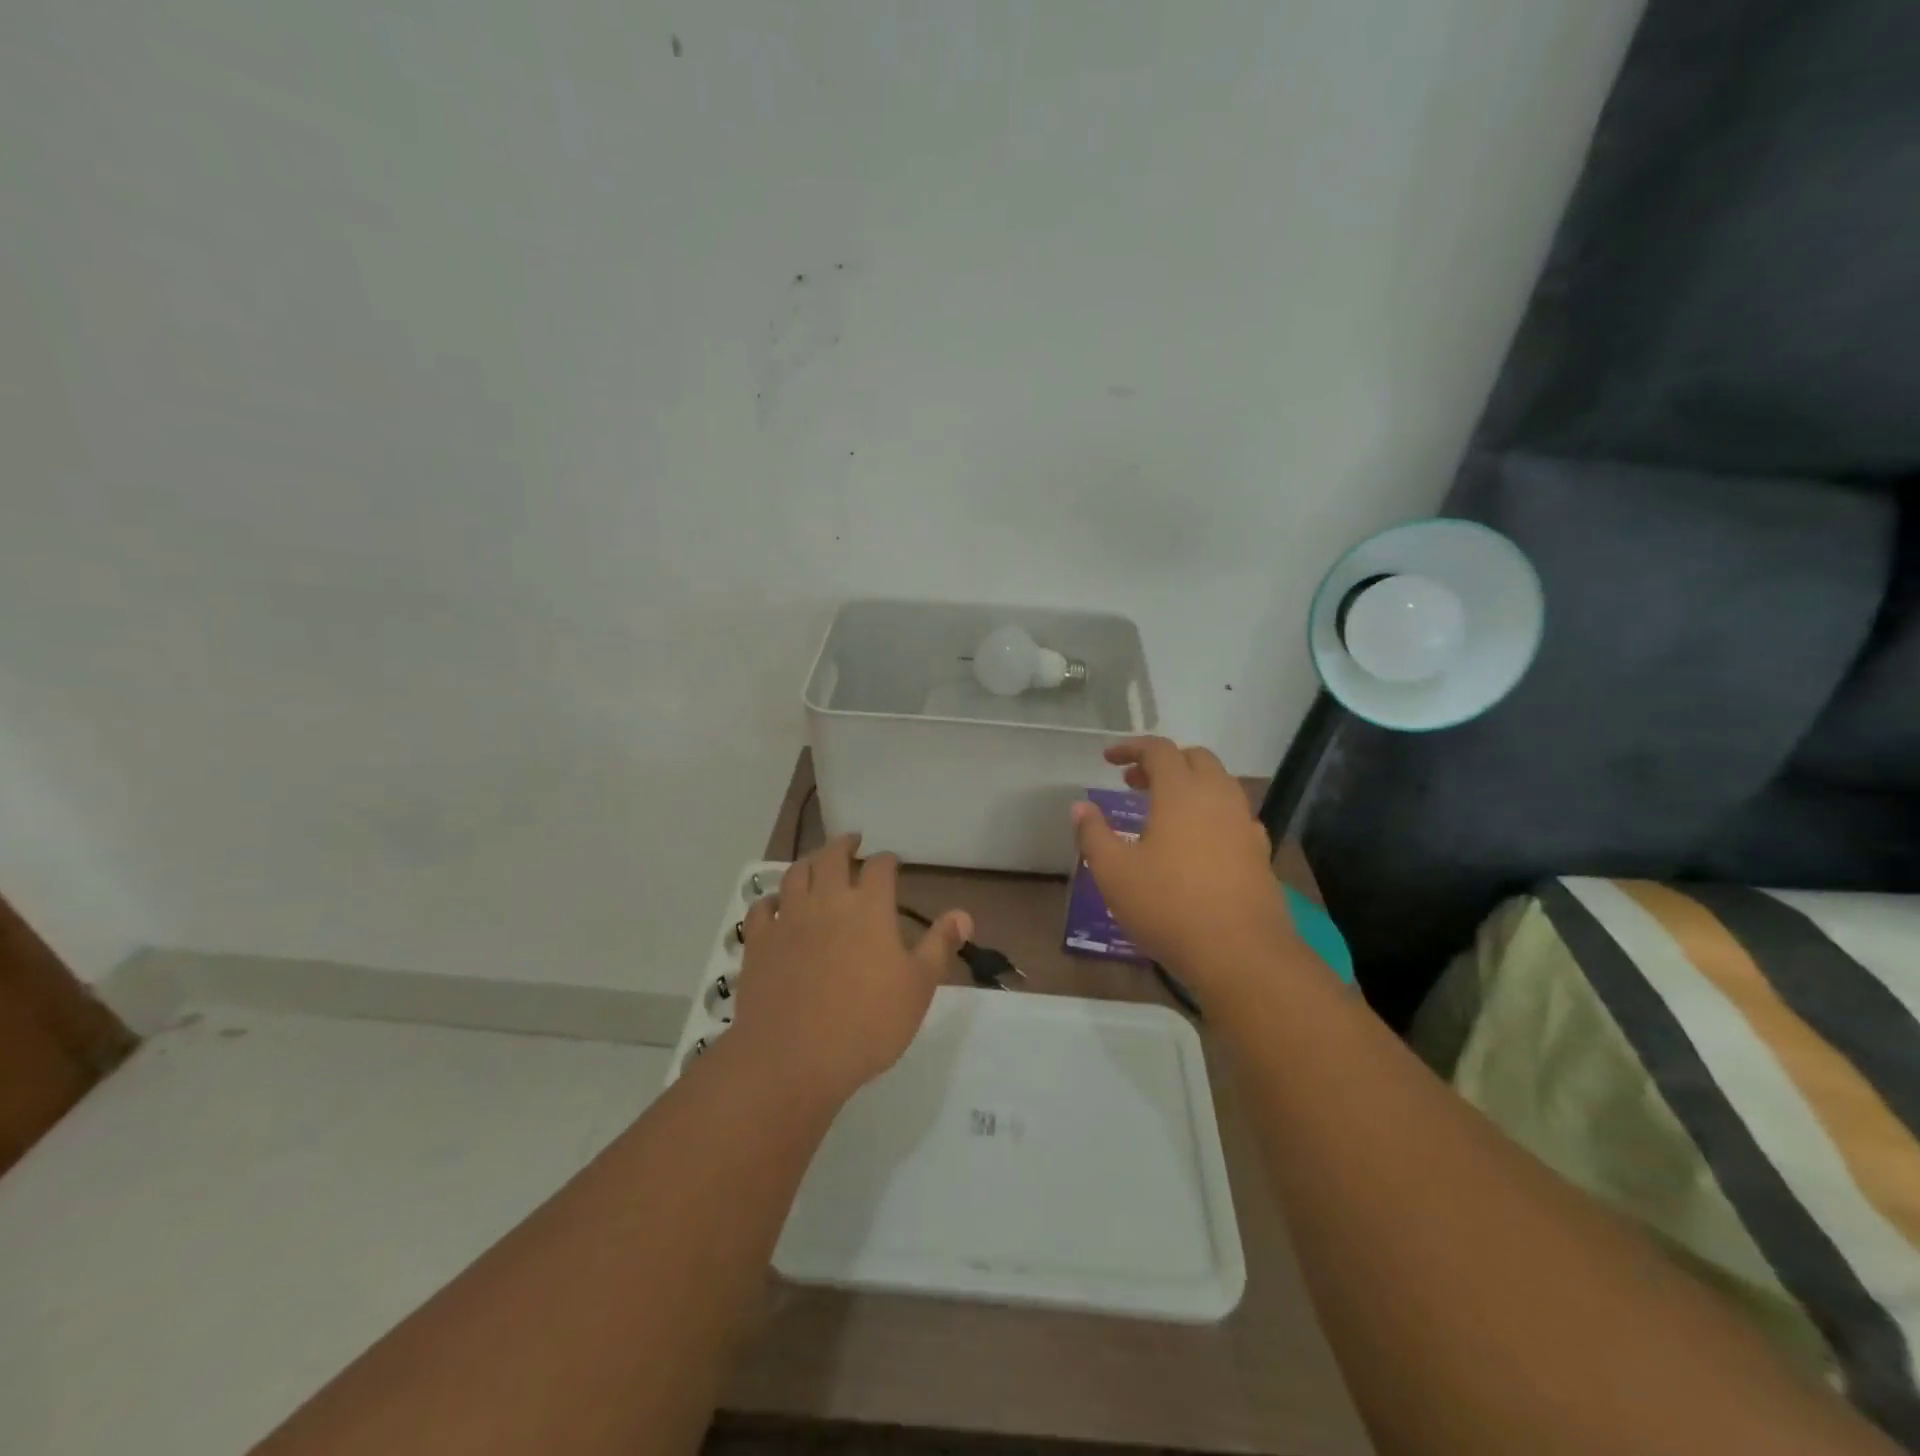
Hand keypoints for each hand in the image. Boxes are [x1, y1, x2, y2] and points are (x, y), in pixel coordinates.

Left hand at [732, 834, 971, 1104]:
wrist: (794, 1058)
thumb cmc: (868, 1023)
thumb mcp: (919, 987)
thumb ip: (939, 945)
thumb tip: (963, 914)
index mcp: (869, 907)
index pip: (879, 867)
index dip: (887, 860)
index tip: (891, 862)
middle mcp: (827, 901)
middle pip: (832, 857)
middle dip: (844, 845)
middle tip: (851, 842)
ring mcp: (788, 919)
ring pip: (795, 874)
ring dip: (808, 863)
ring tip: (816, 863)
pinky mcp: (758, 942)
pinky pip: (761, 908)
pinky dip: (770, 899)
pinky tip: (775, 904)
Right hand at [1072, 737, 1299, 992]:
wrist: (1240, 953)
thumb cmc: (1168, 906)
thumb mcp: (1114, 872)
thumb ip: (1093, 834)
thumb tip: (1081, 807)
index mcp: (1181, 793)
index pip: (1159, 750)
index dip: (1131, 748)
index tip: (1108, 759)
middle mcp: (1218, 798)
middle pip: (1195, 759)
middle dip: (1163, 762)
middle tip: (1134, 783)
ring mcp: (1244, 824)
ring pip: (1219, 785)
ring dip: (1189, 785)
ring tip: (1163, 810)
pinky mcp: (1259, 852)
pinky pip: (1234, 815)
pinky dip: (1211, 813)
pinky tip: (1197, 841)